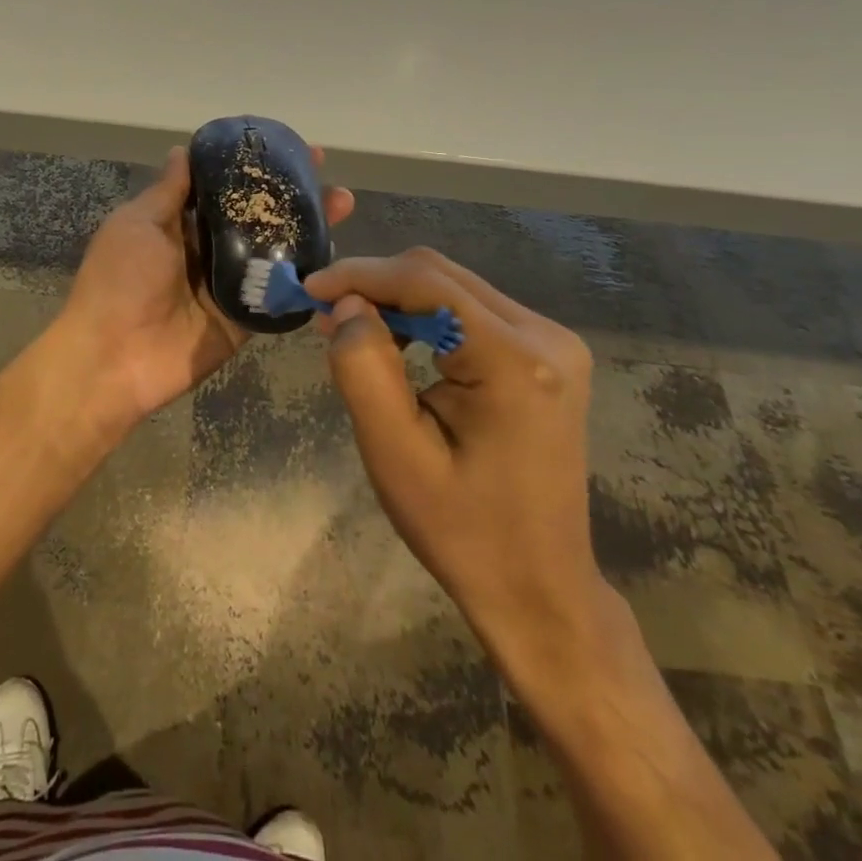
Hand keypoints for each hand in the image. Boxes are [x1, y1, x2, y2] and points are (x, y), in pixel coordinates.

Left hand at [57, 145, 353, 439]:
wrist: (113, 359)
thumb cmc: (120, 280)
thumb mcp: (137, 224)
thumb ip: (168, 192)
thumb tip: (182, 150)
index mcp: (179, 224)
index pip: (223, 188)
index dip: (253, 168)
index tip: (287, 148)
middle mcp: (207, 250)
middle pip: (256, 218)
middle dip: (291, 197)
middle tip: (328, 177)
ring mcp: (228, 285)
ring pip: (273, 251)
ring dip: (307, 230)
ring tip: (342, 204)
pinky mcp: (244, 319)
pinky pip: (276, 294)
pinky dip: (303, 277)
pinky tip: (336, 255)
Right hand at [304, 248, 605, 683]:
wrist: (538, 587)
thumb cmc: (462, 531)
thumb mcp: (395, 456)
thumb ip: (364, 369)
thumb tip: (348, 304)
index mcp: (516, 362)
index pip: (426, 282)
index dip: (360, 274)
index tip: (308, 290)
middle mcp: (545, 336)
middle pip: (440, 276)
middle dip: (375, 285)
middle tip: (326, 317)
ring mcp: (553, 342)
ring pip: (453, 286)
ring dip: (398, 299)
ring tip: (355, 333)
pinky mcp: (546, 354)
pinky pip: (470, 309)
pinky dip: (425, 316)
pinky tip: (400, 344)